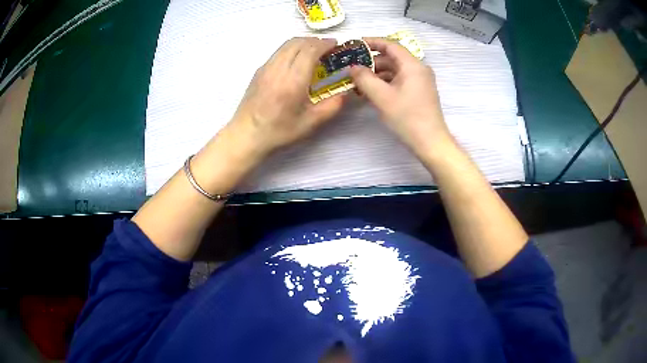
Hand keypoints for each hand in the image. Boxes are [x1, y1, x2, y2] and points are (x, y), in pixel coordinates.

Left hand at [227, 37, 344, 157]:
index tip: (336, 45)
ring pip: (286, 44)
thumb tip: (346, 91)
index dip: (324, 44)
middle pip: (298, 42)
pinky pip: (278, 52)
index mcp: (293, 81)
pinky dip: (291, 49)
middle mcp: (278, 69)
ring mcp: (266, 67)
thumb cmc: (279, 131)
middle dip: (315, 41)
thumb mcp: (310, 123)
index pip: (310, 50)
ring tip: (314, 51)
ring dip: (303, 43)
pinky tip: (296, 61)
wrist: (246, 134)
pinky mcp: (259, 70)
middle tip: (327, 48)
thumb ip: (332, 106)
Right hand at [350, 37, 449, 153]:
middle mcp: (418, 69)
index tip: (354, 45)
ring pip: (395, 70)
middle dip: (371, 62)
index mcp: (412, 65)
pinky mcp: (419, 92)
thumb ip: (364, 78)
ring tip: (358, 82)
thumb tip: (352, 67)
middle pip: (392, 58)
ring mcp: (420, 81)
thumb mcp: (382, 97)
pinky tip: (371, 91)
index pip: (390, 45)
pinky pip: (399, 80)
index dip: (371, 42)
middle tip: (351, 68)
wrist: (430, 142)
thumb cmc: (407, 117)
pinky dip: (385, 83)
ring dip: (376, 74)